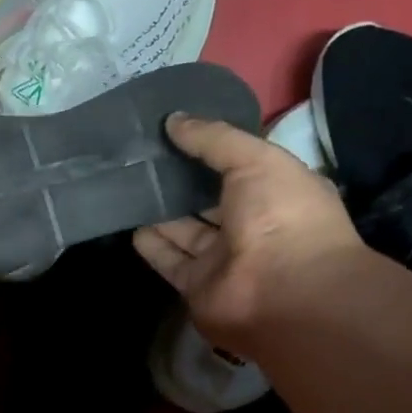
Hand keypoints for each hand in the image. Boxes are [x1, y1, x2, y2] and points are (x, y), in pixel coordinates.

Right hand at [133, 114, 361, 352]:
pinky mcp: (198, 285)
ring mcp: (225, 259)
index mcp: (278, 192)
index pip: (241, 166)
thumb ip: (213, 139)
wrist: (282, 292)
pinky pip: (170, 260)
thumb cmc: (282, 216)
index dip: (212, 150)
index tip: (176, 132)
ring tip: (129, 187)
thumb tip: (173, 120)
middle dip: (182, 182)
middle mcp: (253, 226)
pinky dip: (152, 245)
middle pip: (210, 200)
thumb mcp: (255, 160)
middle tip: (143, 159)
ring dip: (162, 213)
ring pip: (187, 231)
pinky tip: (130, 225)